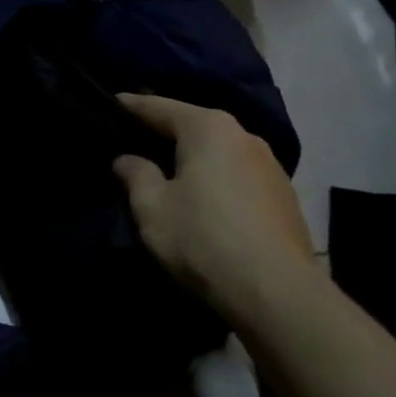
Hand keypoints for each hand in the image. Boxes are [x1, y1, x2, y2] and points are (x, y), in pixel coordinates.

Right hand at [112, 94, 319, 326]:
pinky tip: (205, 198)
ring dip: (194, 158)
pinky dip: (216, 178)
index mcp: (208, 128)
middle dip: (164, 131)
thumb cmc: (203, 238)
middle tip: (135, 139)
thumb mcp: (152, 208)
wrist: (278, 293)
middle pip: (193, 125)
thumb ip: (136, 175)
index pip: (159, 107)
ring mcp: (270, 165)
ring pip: (219, 151)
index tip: (111, 102)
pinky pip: (237, 174)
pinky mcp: (284, 196)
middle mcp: (243, 135)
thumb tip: (127, 159)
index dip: (131, 107)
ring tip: (169, 171)